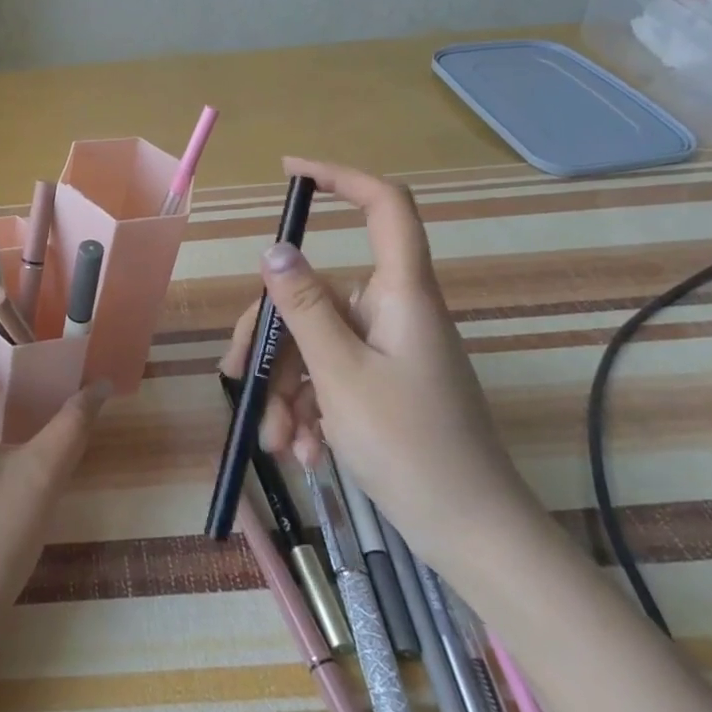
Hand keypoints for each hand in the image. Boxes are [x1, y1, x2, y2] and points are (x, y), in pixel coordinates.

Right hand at [220, 158, 543, 566]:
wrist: (473, 538)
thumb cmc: (413, 449)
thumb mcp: (342, 376)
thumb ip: (304, 309)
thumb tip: (274, 247)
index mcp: (400, 294)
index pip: (385, 208)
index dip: (341, 178)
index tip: (289, 173)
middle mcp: (392, 312)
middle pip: (315, 294)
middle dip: (273, 342)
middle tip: (239, 380)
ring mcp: (386, 351)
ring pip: (313, 344)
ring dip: (285, 389)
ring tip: (277, 441)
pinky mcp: (380, 385)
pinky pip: (327, 376)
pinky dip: (306, 407)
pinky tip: (300, 449)